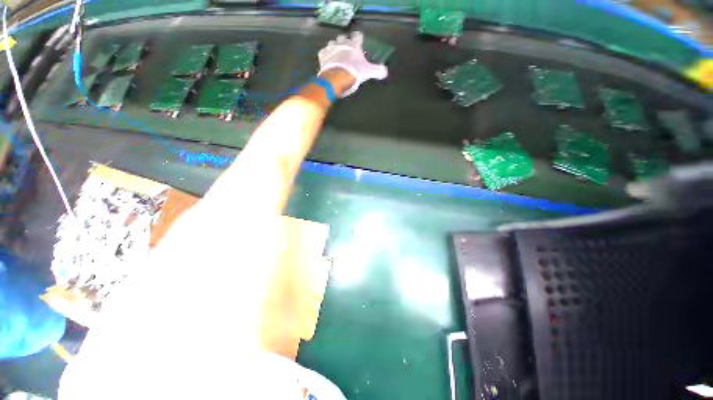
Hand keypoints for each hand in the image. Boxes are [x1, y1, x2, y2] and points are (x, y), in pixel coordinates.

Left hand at [318, 31, 387, 96]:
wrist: (337, 78)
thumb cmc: (354, 73)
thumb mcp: (368, 73)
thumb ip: (378, 71)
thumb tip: (386, 71)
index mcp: (354, 45)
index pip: (358, 36)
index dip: (359, 38)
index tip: (359, 42)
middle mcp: (342, 43)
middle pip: (343, 37)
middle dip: (345, 42)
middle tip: (347, 50)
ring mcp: (331, 48)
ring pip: (332, 43)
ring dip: (334, 47)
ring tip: (336, 55)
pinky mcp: (323, 55)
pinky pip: (323, 52)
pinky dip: (325, 55)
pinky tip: (327, 60)